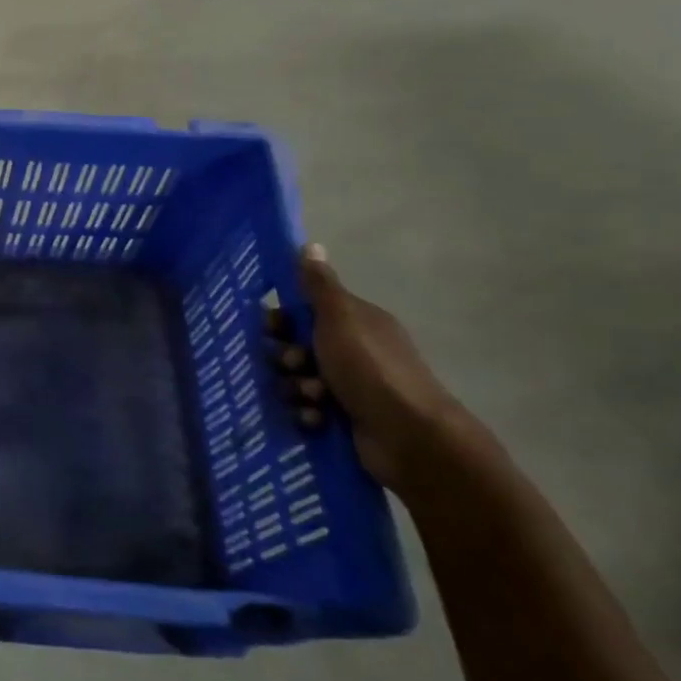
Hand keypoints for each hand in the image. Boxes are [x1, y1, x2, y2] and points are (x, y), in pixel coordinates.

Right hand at [268, 244, 465, 492]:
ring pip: (297, 380)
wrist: (409, 436)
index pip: (304, 311)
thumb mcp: (340, 319)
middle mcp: (353, 350)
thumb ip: (319, 286)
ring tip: (312, 398)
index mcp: (355, 322)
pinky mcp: (344, 418)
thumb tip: (310, 245)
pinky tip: (315, 419)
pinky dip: (307, 414)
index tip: (271, 329)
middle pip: (296, 347)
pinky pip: (308, 409)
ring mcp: (349, 386)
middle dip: (287, 358)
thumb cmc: (370, 369)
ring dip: (296, 388)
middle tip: (295, 365)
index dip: (282, 319)